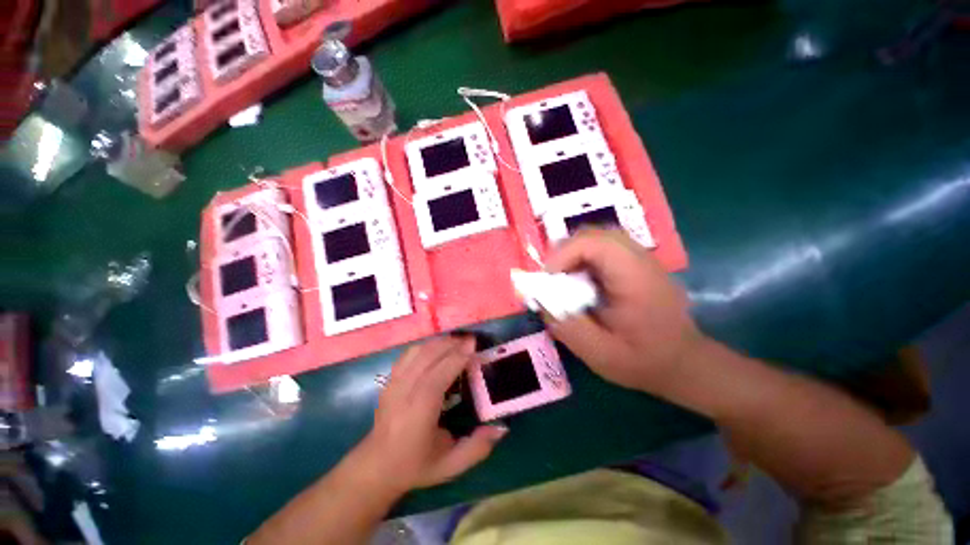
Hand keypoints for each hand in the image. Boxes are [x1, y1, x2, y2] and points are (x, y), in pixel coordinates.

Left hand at [354, 337, 506, 494]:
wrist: (376, 466)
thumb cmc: (415, 465)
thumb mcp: (450, 465)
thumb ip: (477, 448)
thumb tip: (502, 429)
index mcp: (419, 411)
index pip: (439, 375)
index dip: (457, 357)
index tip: (474, 345)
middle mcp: (404, 391)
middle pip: (428, 356)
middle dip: (451, 344)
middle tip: (471, 340)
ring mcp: (394, 383)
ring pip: (418, 351)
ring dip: (440, 342)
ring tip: (458, 342)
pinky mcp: (390, 379)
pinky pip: (409, 353)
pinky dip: (426, 345)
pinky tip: (438, 348)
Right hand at [543, 229, 705, 394]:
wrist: (684, 363)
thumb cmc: (645, 361)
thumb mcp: (600, 354)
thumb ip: (567, 328)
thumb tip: (540, 302)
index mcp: (635, 278)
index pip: (593, 243)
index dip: (562, 255)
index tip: (548, 280)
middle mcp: (640, 260)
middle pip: (594, 234)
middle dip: (565, 252)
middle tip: (552, 277)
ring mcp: (640, 259)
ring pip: (598, 238)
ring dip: (574, 254)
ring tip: (563, 279)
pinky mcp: (637, 265)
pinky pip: (604, 249)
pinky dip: (584, 259)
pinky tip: (581, 281)